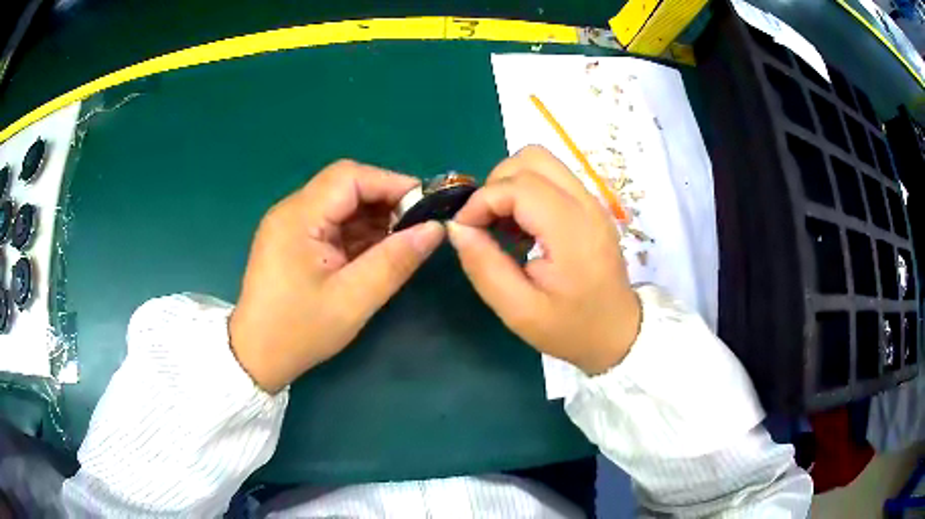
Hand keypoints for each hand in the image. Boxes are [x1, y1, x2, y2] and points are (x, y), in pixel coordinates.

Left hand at [229, 161, 444, 392]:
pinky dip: (358, 232)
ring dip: (373, 217)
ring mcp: (290, 225)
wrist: (257, 357)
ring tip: (403, 240)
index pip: (349, 177)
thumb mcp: (353, 300)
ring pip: (340, 204)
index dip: (391, 183)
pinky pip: (332, 224)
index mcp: (298, 218)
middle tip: (417, 225)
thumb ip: (395, 262)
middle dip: (385, 201)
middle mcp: (291, 211)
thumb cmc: (300, 331)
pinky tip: (378, 251)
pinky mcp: (293, 241)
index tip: (426, 204)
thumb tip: (435, 228)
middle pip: (345, 187)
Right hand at [448, 146, 640, 374]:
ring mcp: (593, 201)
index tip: (464, 229)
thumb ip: (484, 266)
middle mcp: (586, 204)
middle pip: (532, 158)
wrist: (618, 333)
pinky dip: (527, 190)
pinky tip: (523, 226)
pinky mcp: (592, 205)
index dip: (482, 200)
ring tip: (503, 223)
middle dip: (497, 183)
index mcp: (572, 231)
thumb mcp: (519, 311)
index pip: (519, 186)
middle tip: (485, 222)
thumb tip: (457, 227)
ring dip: (511, 184)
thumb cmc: (570, 328)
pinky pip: (553, 177)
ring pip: (542, 161)